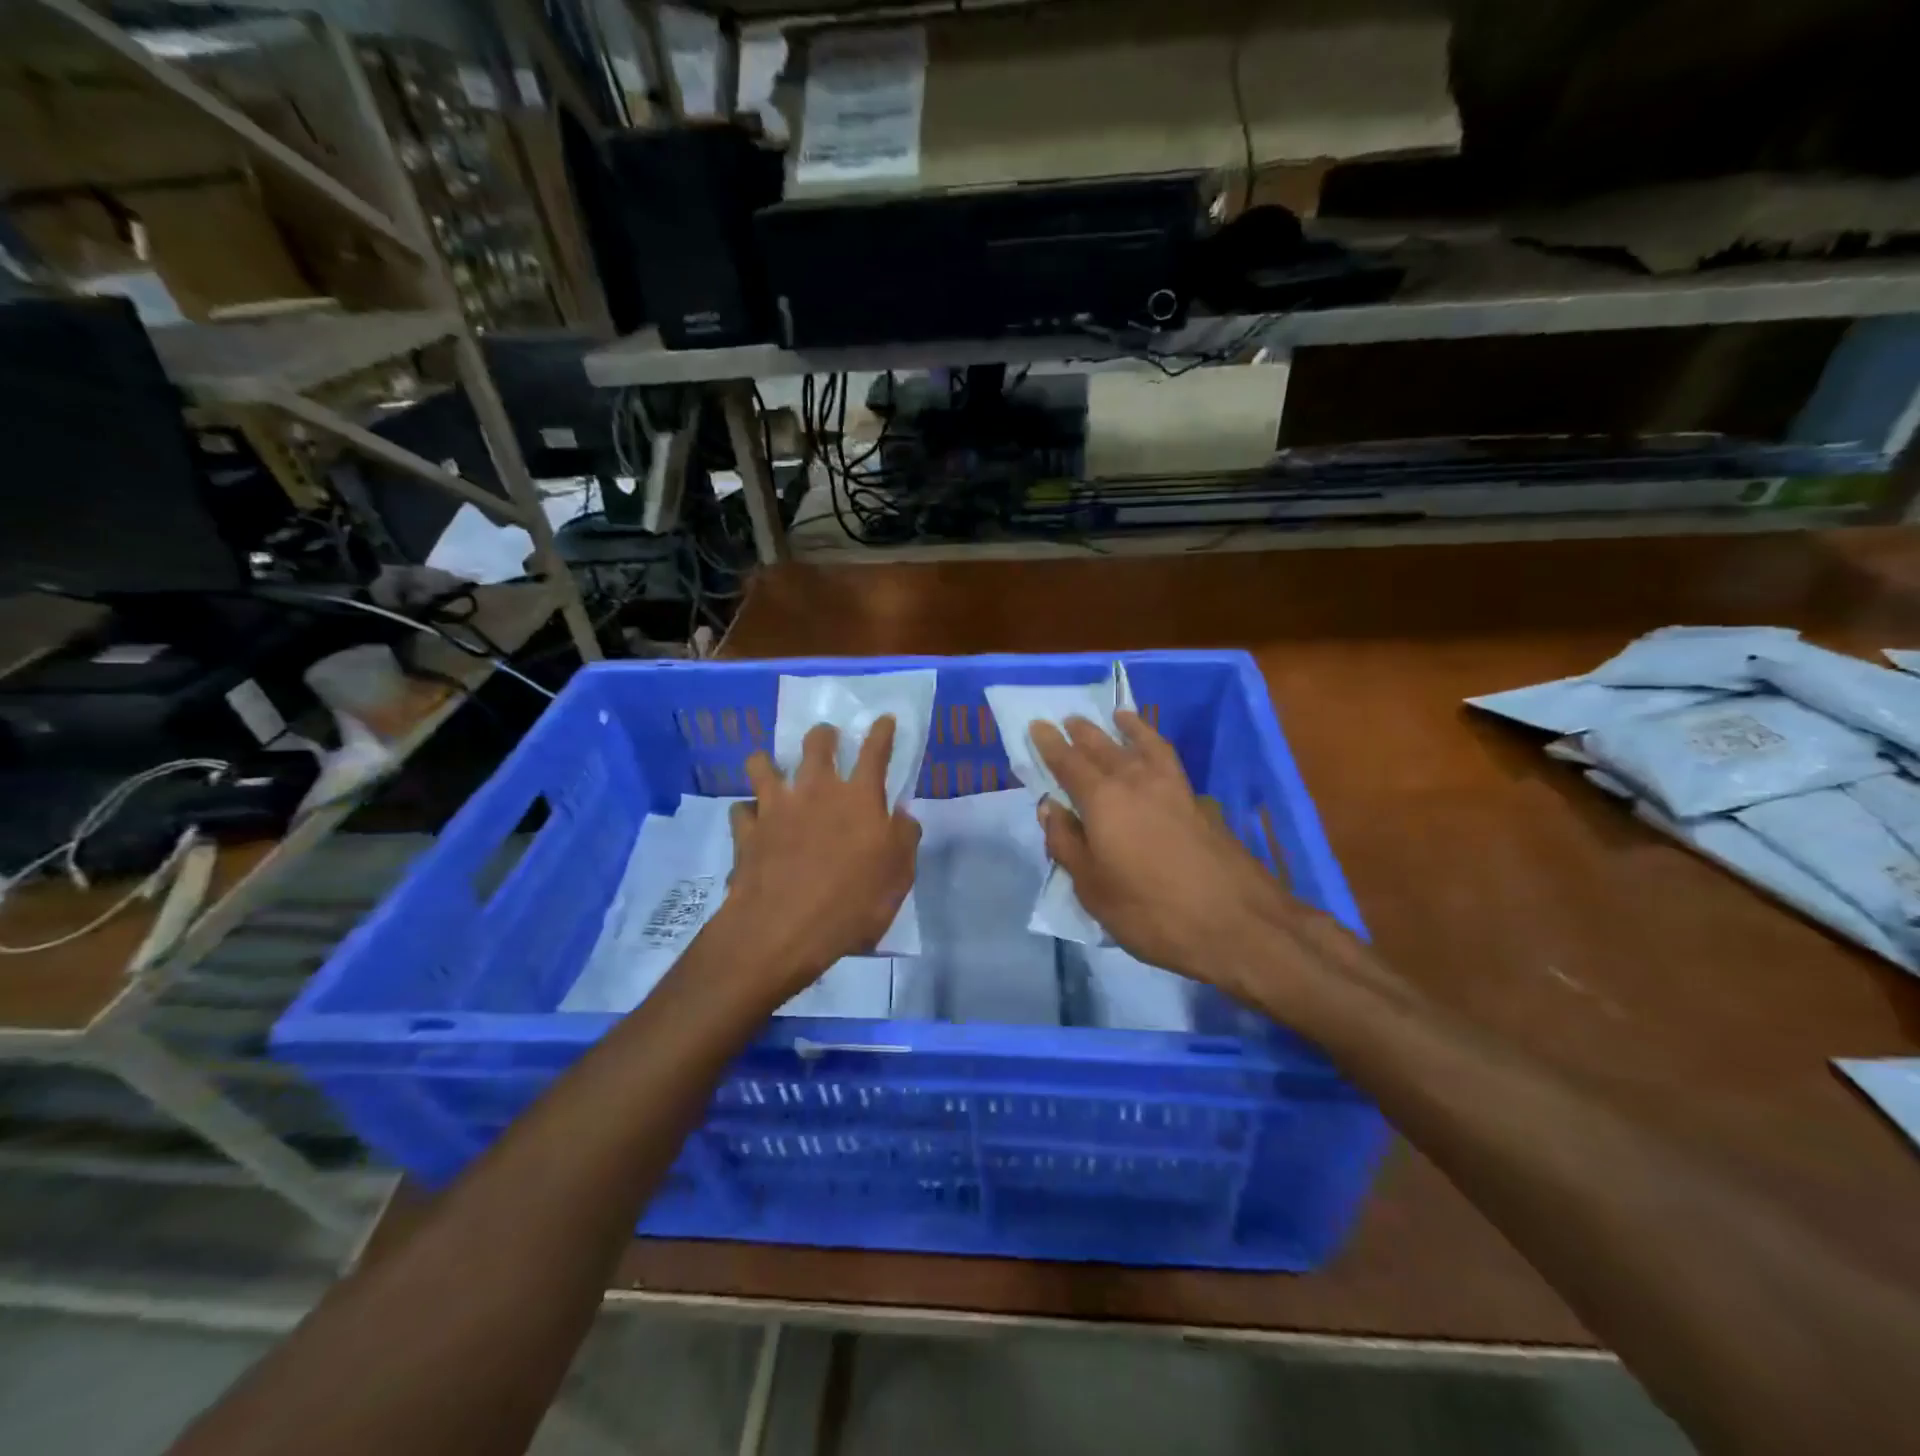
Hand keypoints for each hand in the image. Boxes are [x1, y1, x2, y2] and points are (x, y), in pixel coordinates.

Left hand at [720, 716, 921, 998]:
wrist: (782, 929)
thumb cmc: (851, 903)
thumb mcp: (898, 876)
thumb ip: (904, 839)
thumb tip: (902, 816)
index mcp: (858, 798)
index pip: (875, 752)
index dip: (882, 733)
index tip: (884, 719)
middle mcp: (816, 791)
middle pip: (816, 745)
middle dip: (823, 735)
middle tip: (826, 736)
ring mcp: (775, 808)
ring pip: (763, 766)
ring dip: (768, 762)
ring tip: (771, 767)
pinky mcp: (746, 831)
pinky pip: (740, 810)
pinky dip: (746, 811)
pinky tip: (750, 819)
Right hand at [1031, 711, 1312, 997]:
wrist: (1236, 923)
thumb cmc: (1150, 912)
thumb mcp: (1092, 888)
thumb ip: (1066, 844)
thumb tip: (1049, 807)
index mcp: (1102, 800)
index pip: (1068, 763)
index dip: (1050, 744)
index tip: (1037, 725)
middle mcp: (1136, 781)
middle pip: (1103, 747)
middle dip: (1083, 732)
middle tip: (1068, 719)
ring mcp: (1172, 788)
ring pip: (1142, 745)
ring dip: (1126, 728)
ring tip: (1117, 716)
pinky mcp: (1198, 802)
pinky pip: (1168, 758)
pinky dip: (1156, 744)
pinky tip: (1155, 752)